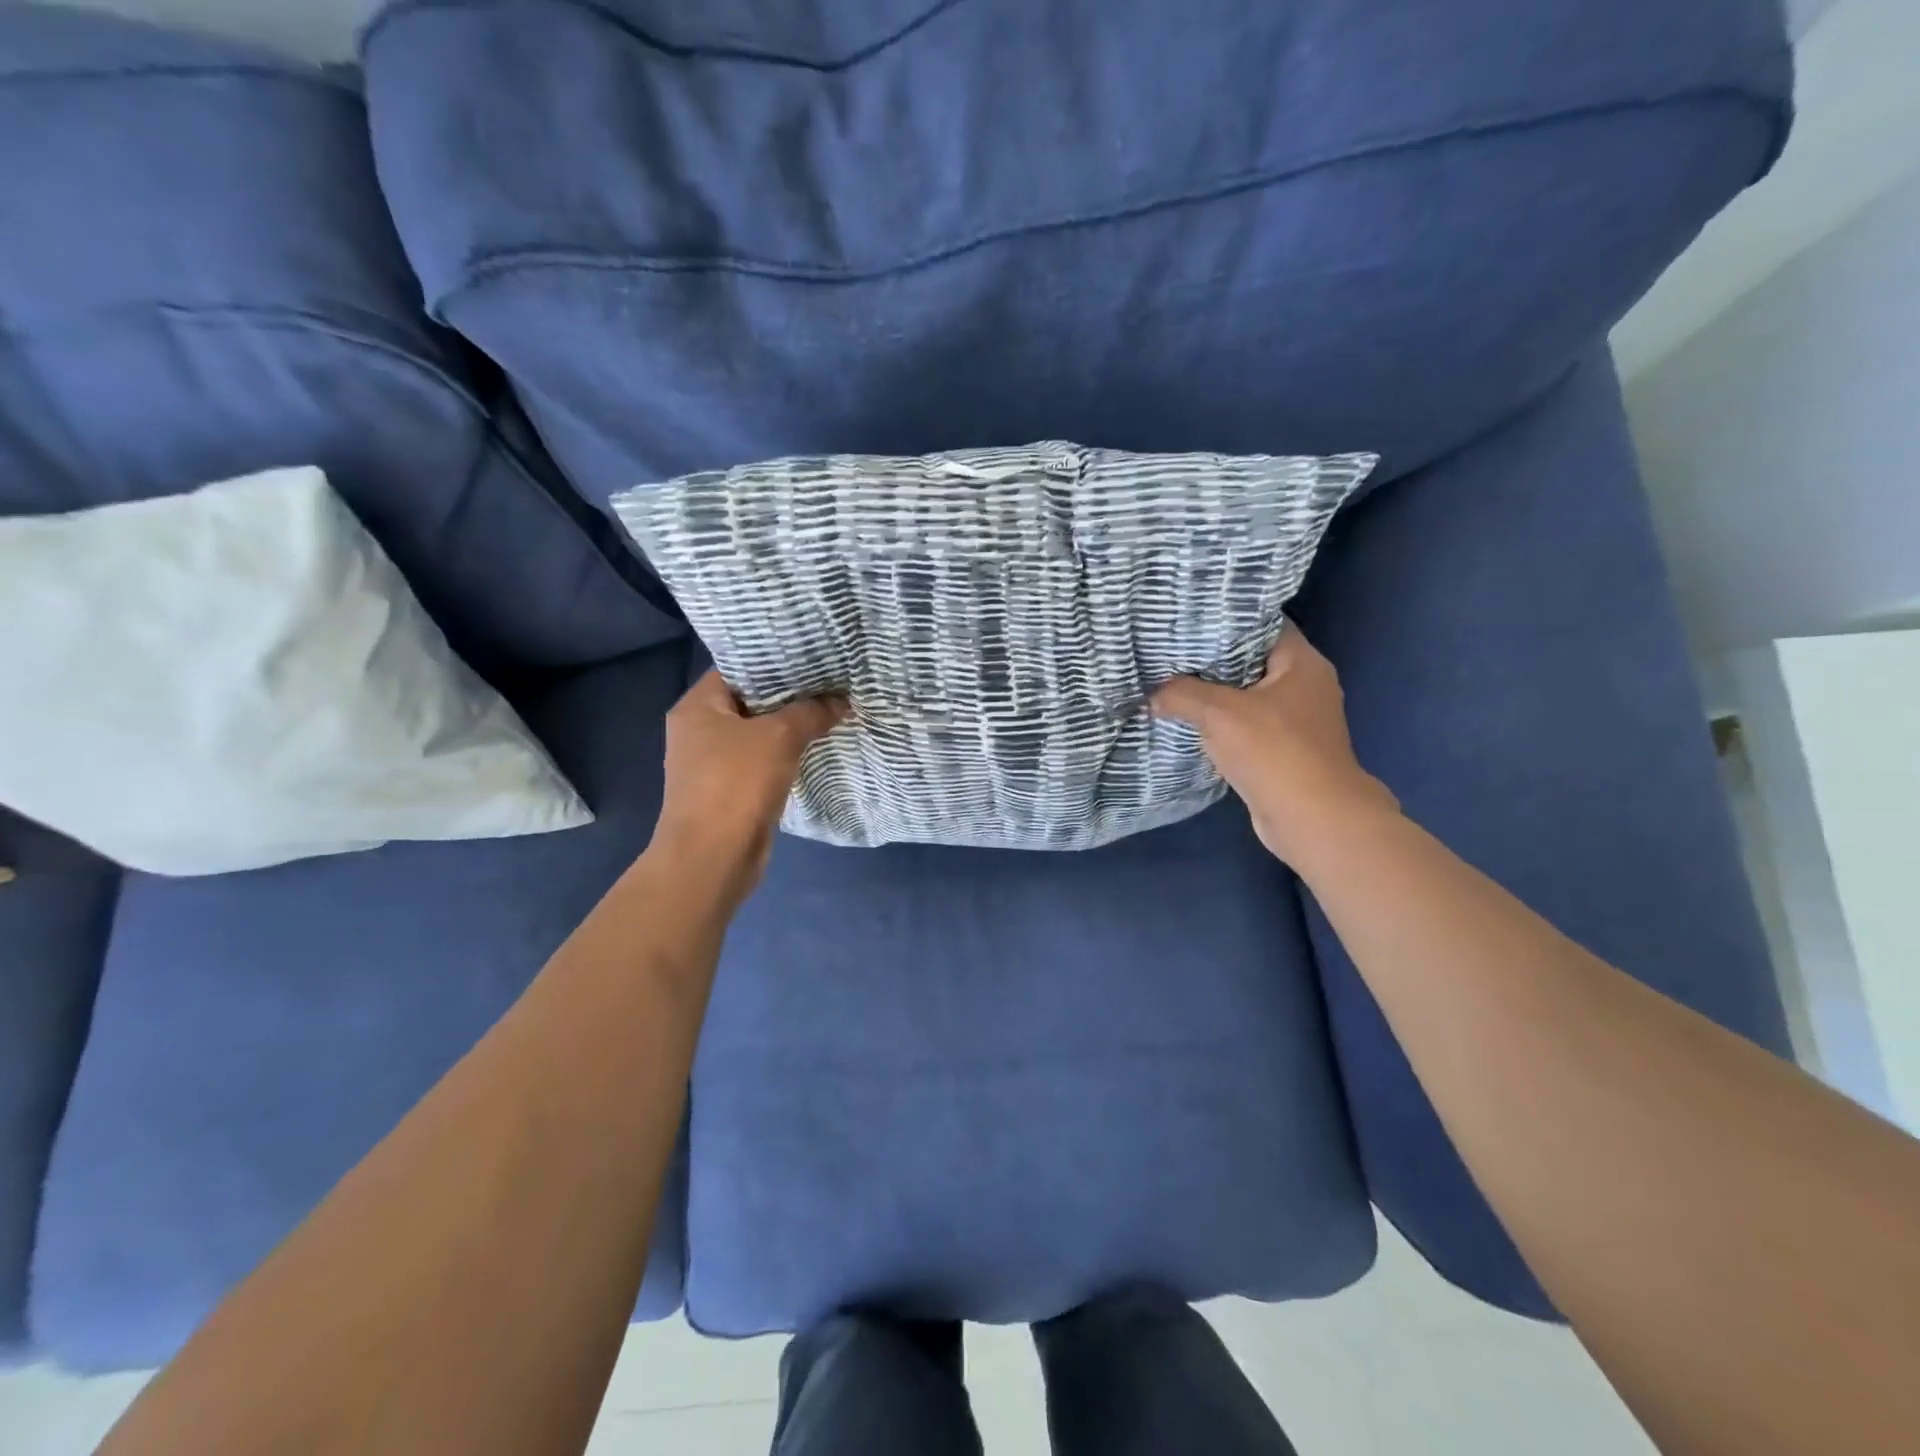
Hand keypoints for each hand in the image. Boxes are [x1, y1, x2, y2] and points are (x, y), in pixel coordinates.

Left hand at [651, 670, 845, 901]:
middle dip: (790, 695)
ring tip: (830, 710)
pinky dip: (785, 755)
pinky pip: (761, 762)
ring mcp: (712, 763)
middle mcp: (698, 731)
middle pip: (749, 701)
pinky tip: (816, 748)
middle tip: (830, 682)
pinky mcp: (728, 791)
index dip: (774, 661)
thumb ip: (811, 713)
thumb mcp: (779, 738)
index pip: (737, 668)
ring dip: (790, 727)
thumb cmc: (736, 784)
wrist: (712, 858)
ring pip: (758, 734)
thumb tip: (840, 701)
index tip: (812, 656)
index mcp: (697, 707)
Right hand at [1152, 624, 1396, 863]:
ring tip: (1170, 681)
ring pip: (1246, 695)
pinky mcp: (1283, 749)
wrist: (1312, 819)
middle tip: (1169, 650)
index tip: (1186, 619)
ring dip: (1213, 694)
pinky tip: (1188, 720)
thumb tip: (1151, 694)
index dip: (1225, 619)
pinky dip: (1220, 722)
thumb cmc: (1274, 751)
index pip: (1262, 624)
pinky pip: (1245, 724)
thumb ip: (1181, 694)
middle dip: (1211, 658)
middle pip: (1251, 659)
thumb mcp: (1219, 713)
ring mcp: (1296, 720)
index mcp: (1302, 662)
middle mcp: (1304, 685)